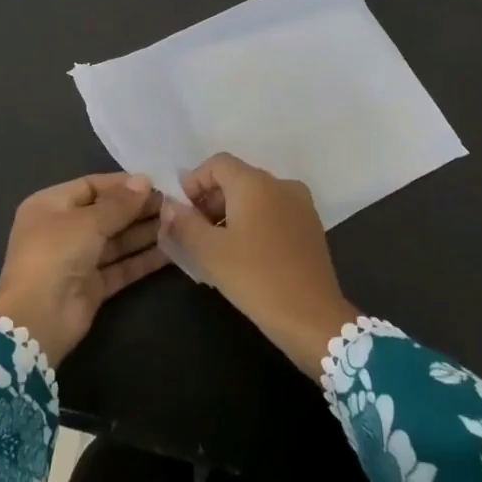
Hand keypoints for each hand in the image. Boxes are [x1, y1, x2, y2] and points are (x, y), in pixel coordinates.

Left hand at [0, 173, 166, 366]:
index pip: (90, 186)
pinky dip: (143, 259)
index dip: (122, 184)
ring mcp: (78, 259)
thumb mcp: (87, 222)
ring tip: (177, 222)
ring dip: (144, 232)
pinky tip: (171, 251)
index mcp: (50, 205)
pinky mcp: (93, 285)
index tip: (155, 182)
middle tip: (173, 204)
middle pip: (106, 213)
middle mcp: (63, 229)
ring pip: (116, 241)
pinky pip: (121, 266)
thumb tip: (144, 180)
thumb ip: (119, 203)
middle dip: (138, 209)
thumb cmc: (56, 254)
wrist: (39, 318)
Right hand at [160, 152, 358, 377]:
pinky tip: (246, 255)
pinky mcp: (311, 226)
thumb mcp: (209, 252)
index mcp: (255, 183)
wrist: (311, 317)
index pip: (217, 163)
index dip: (194, 182)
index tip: (183, 213)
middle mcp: (281, 184)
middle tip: (196, 233)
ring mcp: (301, 205)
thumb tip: (169, 206)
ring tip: (218, 247)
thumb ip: (184, 223)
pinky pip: (274, 212)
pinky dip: (255, 223)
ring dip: (232, 213)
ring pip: (256, 197)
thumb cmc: (255, 278)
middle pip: (237, 178)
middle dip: (211, 200)